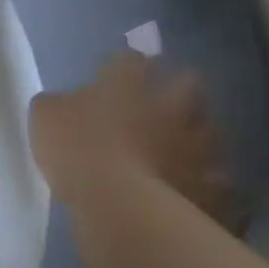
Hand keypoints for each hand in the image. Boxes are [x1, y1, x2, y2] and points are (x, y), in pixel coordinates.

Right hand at [29, 52, 240, 230]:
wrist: (123, 207)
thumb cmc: (78, 149)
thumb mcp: (47, 117)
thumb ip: (61, 104)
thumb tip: (67, 104)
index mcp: (129, 82)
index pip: (131, 59)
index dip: (123, 67)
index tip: (113, 77)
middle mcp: (173, 106)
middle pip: (188, 84)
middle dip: (179, 91)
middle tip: (161, 108)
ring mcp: (202, 149)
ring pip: (211, 136)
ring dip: (197, 143)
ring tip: (181, 158)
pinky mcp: (218, 192)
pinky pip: (221, 189)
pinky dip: (209, 191)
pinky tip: (194, 200)